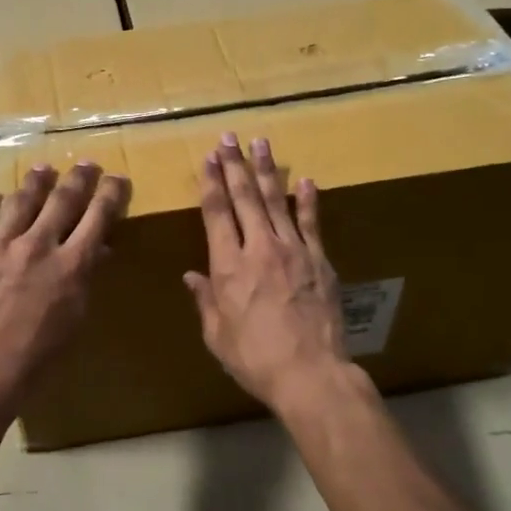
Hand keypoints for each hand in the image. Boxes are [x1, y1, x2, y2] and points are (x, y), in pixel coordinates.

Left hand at [0, 162, 128, 411]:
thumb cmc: (38, 356)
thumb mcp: (75, 319)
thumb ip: (85, 279)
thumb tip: (98, 251)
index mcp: (70, 264)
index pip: (97, 218)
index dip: (110, 194)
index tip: (116, 179)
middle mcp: (38, 245)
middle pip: (62, 200)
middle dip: (78, 179)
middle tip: (86, 164)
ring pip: (21, 200)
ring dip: (35, 181)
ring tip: (42, 168)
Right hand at [184, 133, 350, 412]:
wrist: (310, 372)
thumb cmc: (254, 358)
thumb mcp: (217, 335)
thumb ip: (205, 301)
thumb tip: (191, 276)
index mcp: (228, 266)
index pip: (217, 213)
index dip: (211, 183)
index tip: (208, 159)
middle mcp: (258, 249)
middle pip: (244, 198)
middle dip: (234, 165)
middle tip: (228, 137)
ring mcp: (293, 251)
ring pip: (276, 202)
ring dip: (266, 171)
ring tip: (260, 143)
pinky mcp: (319, 260)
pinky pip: (311, 223)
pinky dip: (307, 200)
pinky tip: (304, 180)